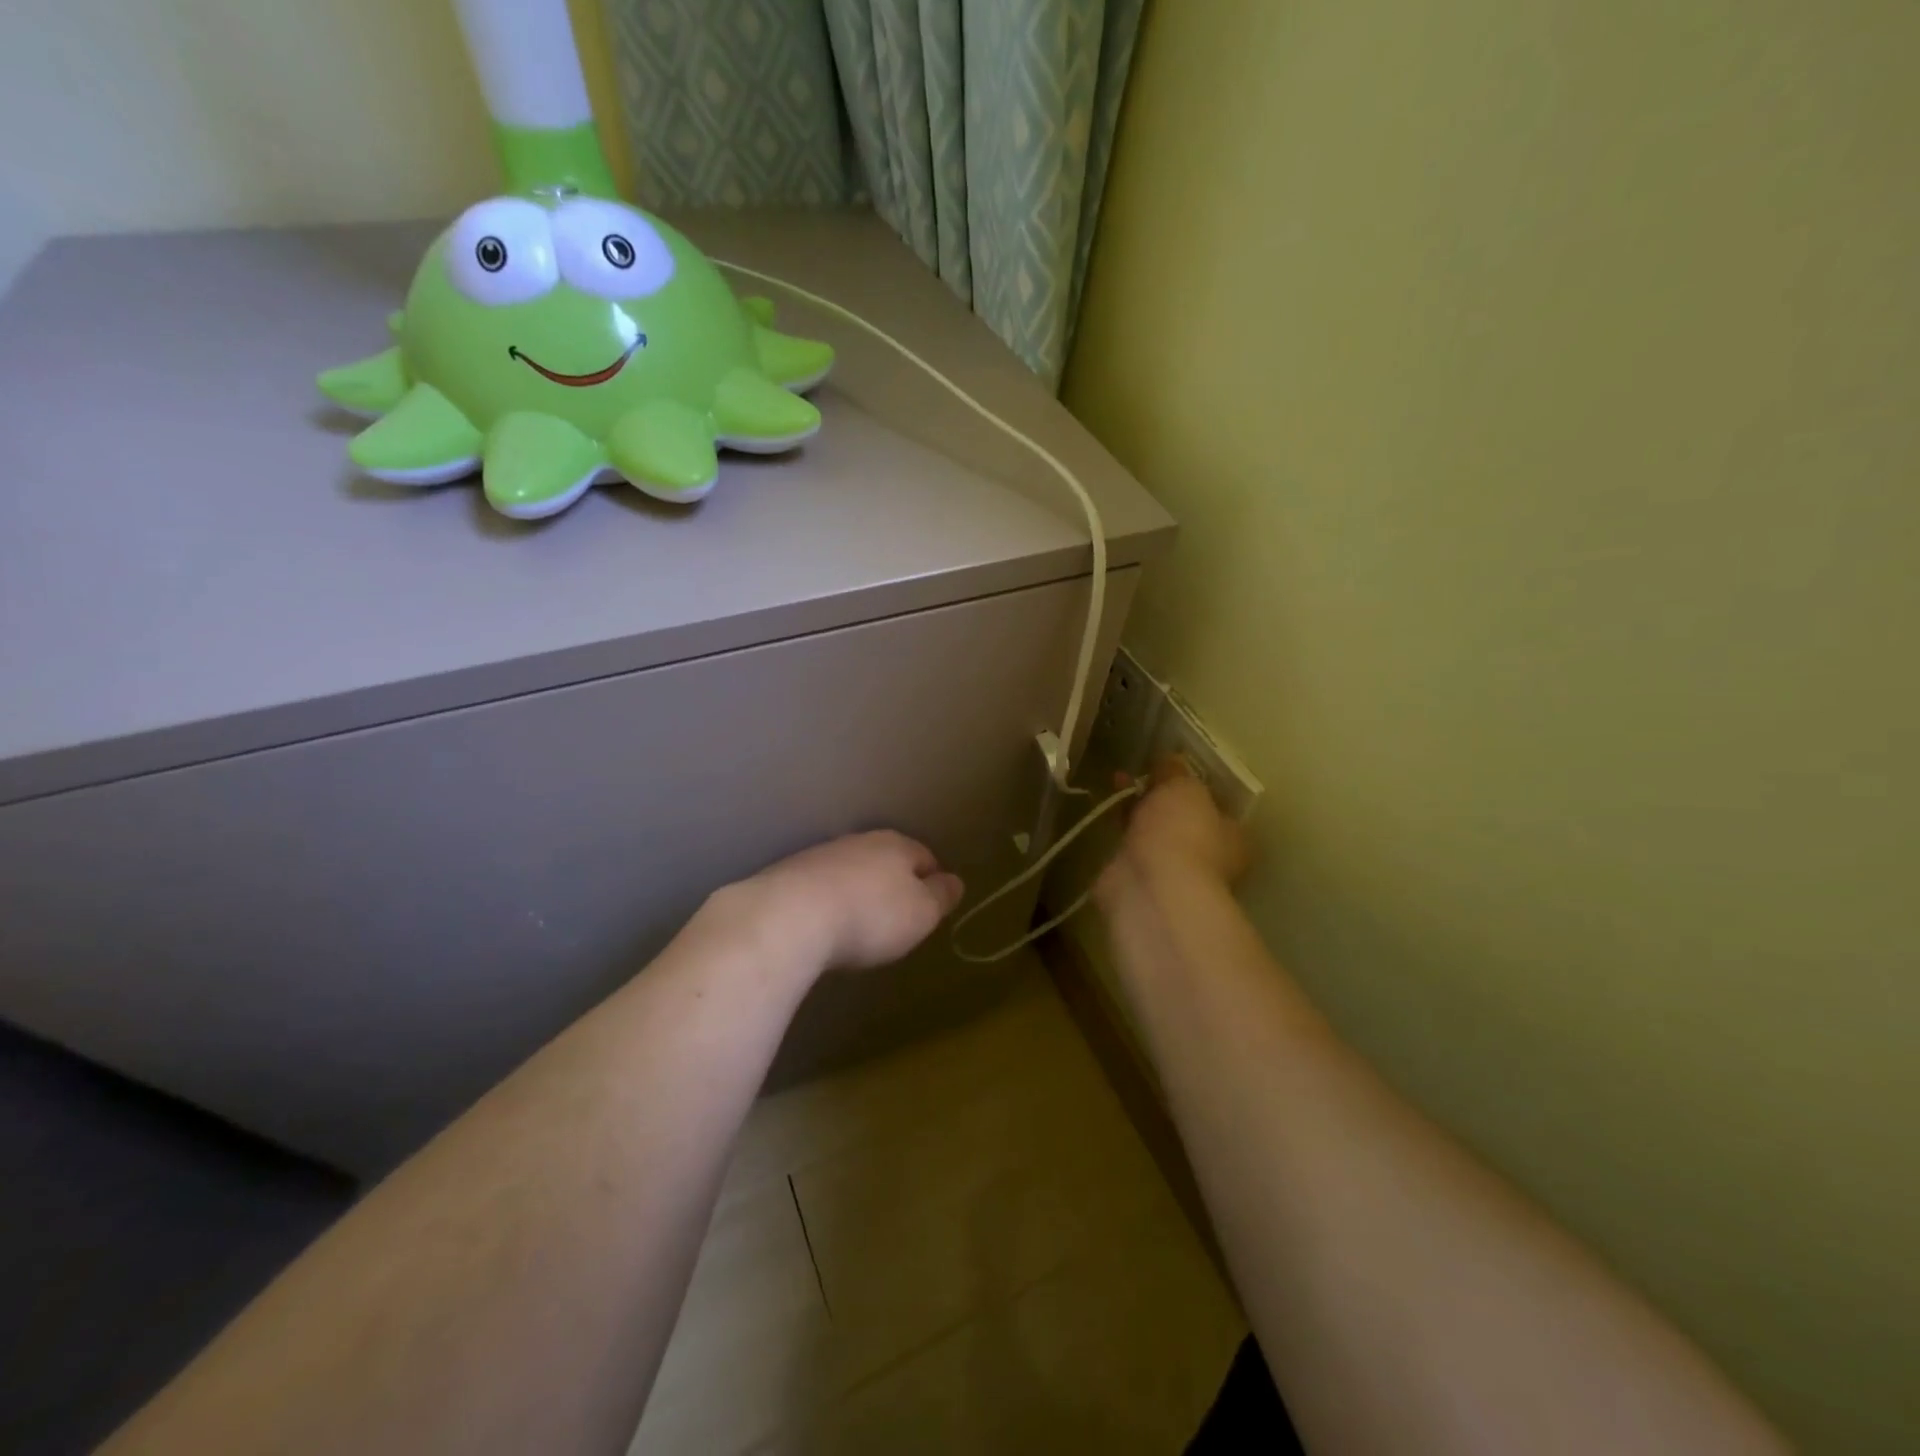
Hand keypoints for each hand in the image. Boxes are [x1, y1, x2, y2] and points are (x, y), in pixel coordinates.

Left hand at [738, 831, 965, 972]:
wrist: (789, 917)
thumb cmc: (870, 916)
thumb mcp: (921, 913)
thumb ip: (941, 896)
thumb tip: (955, 881)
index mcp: (896, 845)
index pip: (924, 856)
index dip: (932, 879)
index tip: (933, 903)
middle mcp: (858, 841)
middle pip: (885, 859)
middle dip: (893, 882)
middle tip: (897, 915)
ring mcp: (819, 856)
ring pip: (850, 870)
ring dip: (857, 890)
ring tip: (858, 922)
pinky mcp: (786, 876)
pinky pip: (819, 887)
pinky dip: (827, 902)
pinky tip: (824, 925)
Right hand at [1100, 756, 1249, 902]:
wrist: (1151, 887)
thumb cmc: (1181, 833)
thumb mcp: (1184, 788)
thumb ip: (1176, 772)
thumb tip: (1171, 760)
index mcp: (1231, 836)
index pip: (1214, 805)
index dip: (1192, 786)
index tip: (1168, 767)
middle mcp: (1206, 857)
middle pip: (1181, 820)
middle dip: (1159, 797)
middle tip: (1138, 773)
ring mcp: (1171, 872)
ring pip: (1153, 833)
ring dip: (1136, 811)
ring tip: (1115, 781)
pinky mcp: (1138, 881)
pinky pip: (1129, 849)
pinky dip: (1118, 832)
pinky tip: (1104, 813)